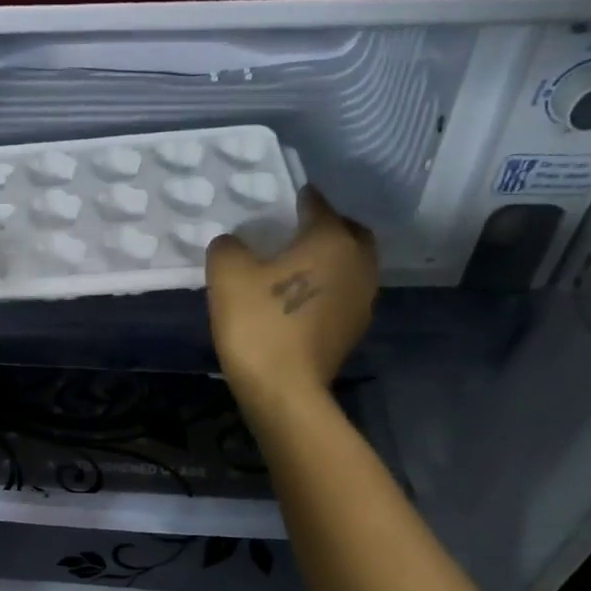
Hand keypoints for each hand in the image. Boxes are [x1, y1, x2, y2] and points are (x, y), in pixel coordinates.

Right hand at [205, 190, 377, 409]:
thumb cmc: (259, 324)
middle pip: (347, 232)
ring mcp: (363, 298)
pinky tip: (301, 302)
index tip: (279, 204)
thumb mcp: (227, 276)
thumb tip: (233, 244)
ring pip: (350, 265)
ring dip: (329, 262)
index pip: (317, 204)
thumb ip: (228, 248)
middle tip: (294, 236)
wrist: (284, 390)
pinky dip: (328, 290)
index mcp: (332, 239)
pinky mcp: (355, 330)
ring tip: (296, 270)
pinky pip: (343, 294)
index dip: (296, 200)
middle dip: (325, 228)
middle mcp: (359, 262)